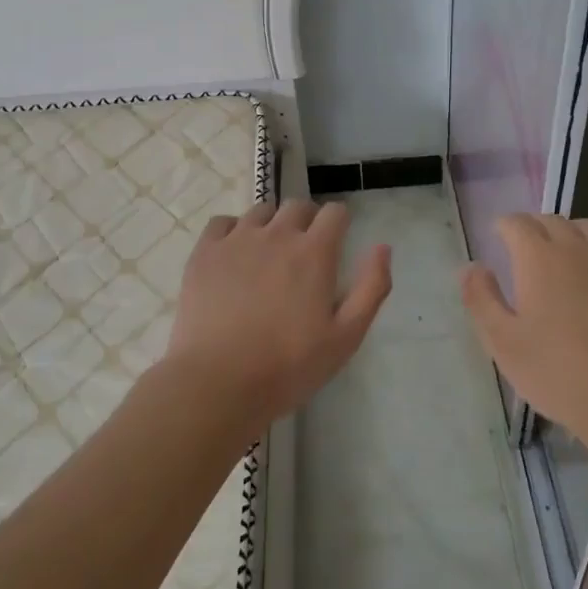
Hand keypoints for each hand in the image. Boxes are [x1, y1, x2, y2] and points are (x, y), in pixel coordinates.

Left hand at [169, 200, 390, 429]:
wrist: (218, 382)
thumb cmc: (289, 365)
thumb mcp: (346, 336)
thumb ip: (371, 287)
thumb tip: (383, 247)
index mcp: (314, 252)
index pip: (334, 212)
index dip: (340, 222)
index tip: (337, 241)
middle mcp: (277, 234)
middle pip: (298, 206)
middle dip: (307, 220)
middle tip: (304, 252)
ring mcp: (237, 240)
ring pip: (261, 211)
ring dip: (272, 224)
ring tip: (268, 254)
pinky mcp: (205, 253)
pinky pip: (222, 223)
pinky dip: (233, 231)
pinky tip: (234, 256)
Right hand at [460, 214, 587, 461]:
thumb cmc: (558, 373)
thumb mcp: (503, 342)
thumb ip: (481, 298)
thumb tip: (471, 267)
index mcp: (539, 258)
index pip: (517, 223)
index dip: (504, 226)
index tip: (498, 237)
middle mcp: (578, 249)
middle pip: (552, 221)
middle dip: (534, 228)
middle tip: (525, 250)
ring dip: (569, 235)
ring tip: (563, 259)